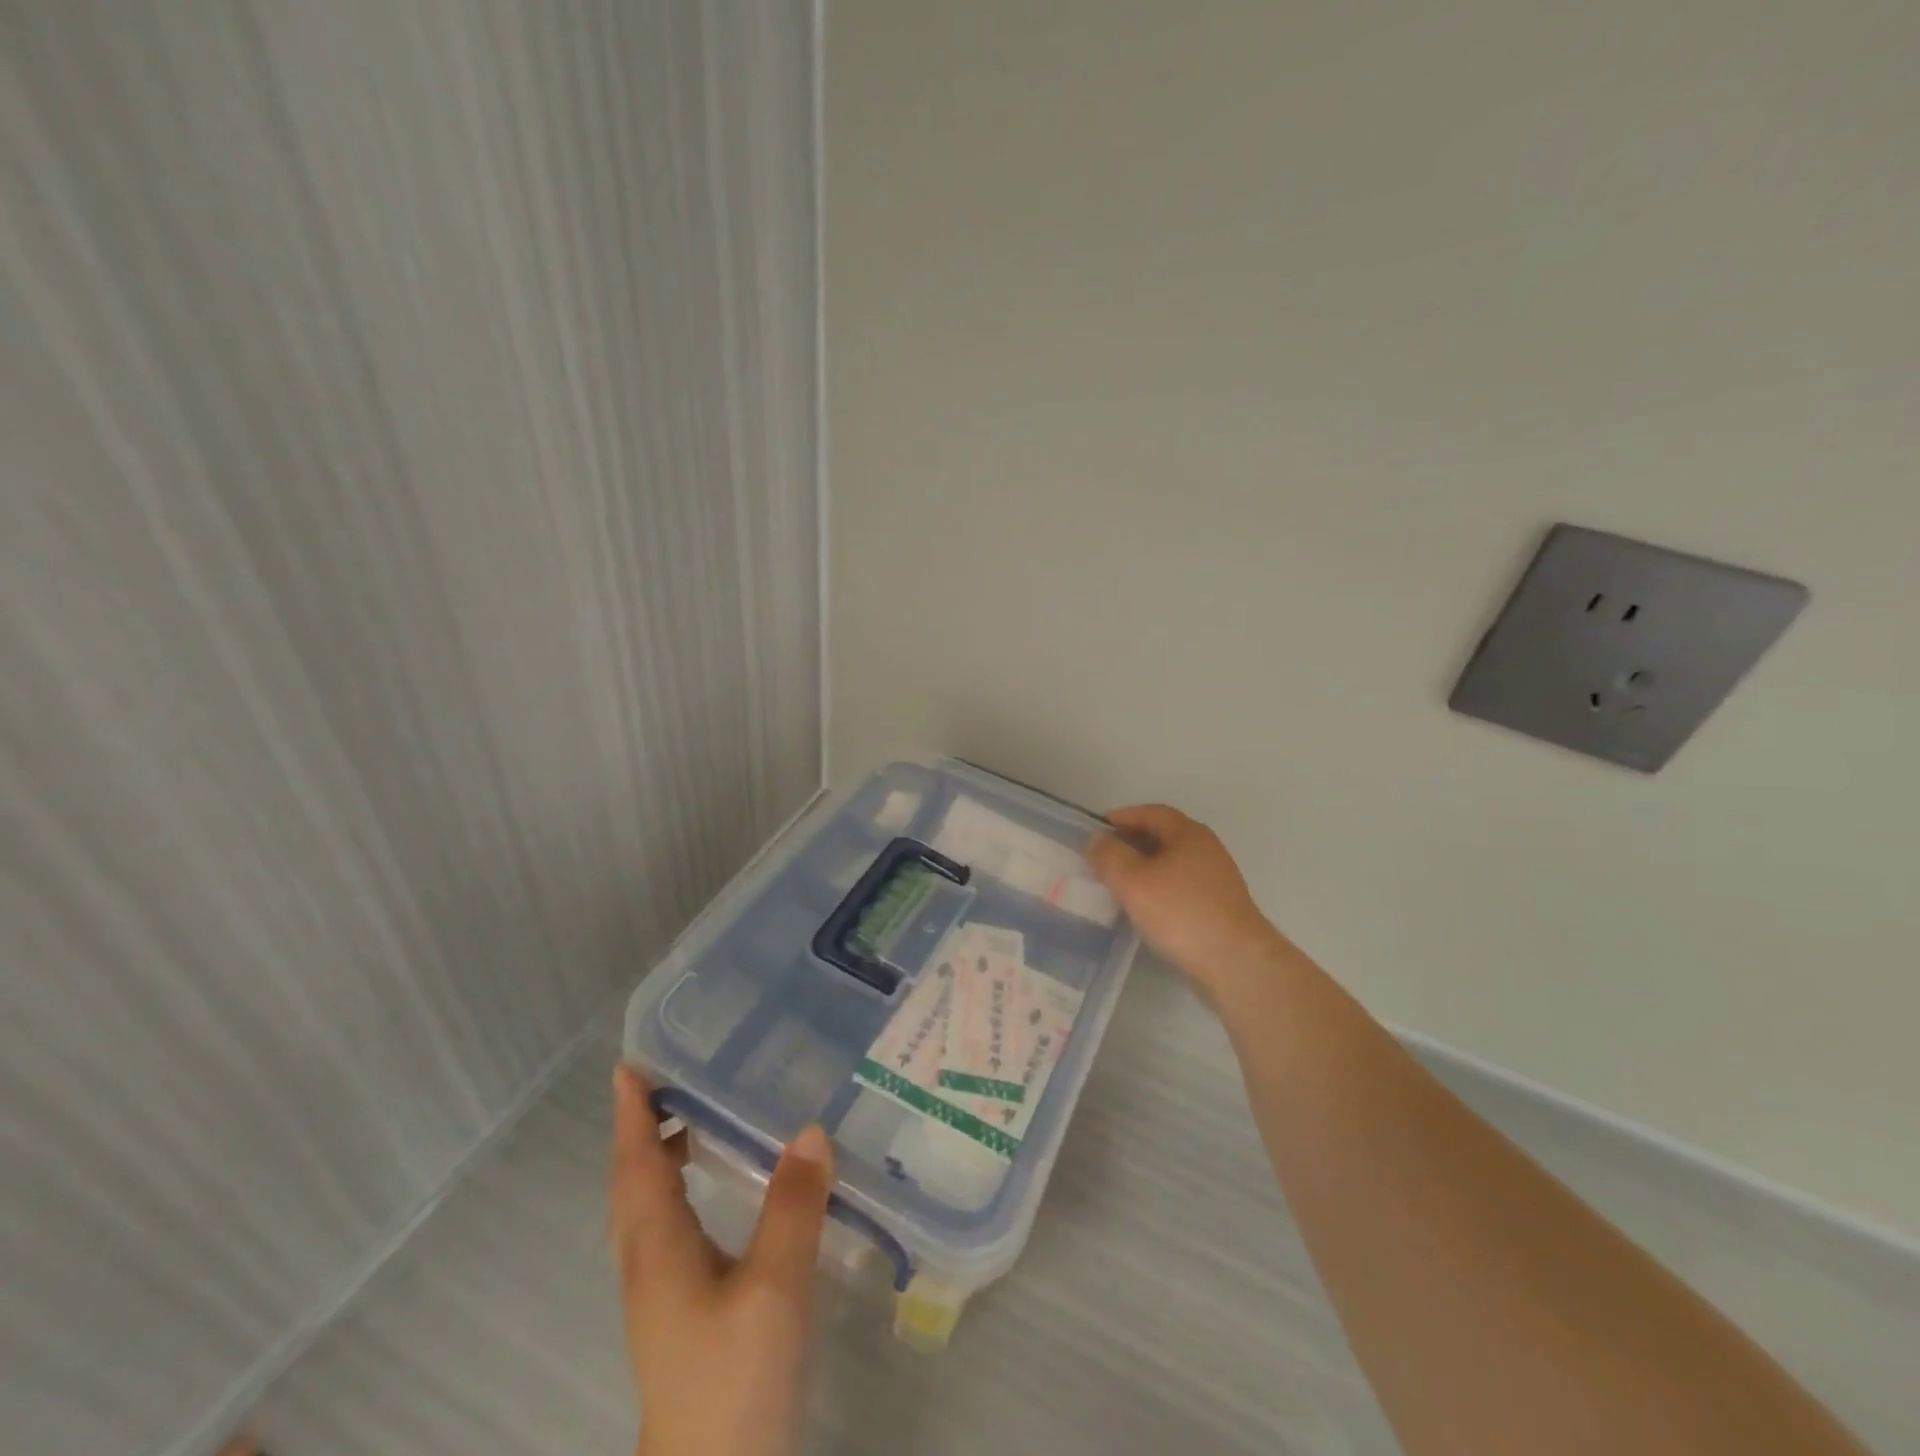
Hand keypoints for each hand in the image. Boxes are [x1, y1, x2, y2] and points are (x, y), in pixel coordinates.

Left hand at [609, 1066, 832, 1455]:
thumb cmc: (736, 1381)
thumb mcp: (776, 1288)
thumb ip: (793, 1207)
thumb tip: (810, 1129)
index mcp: (657, 1249)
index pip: (636, 1165)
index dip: (631, 1115)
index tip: (627, 1066)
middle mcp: (648, 1265)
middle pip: (632, 1185)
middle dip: (642, 1130)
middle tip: (671, 1081)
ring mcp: (661, 1296)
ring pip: (647, 1210)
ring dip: (658, 1160)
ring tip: (693, 1121)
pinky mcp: (681, 1315)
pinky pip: (668, 1230)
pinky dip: (678, 1192)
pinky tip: (715, 1193)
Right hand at [1087, 804, 1294, 1001]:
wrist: (1236, 963)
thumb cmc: (1181, 913)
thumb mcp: (1133, 881)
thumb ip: (1110, 856)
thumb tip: (1098, 839)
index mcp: (1188, 834)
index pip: (1151, 813)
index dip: (1122, 816)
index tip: (1097, 829)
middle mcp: (1207, 850)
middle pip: (1164, 836)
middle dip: (1132, 841)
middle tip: (1104, 856)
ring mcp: (1216, 879)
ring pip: (1172, 862)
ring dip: (1145, 867)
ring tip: (1119, 882)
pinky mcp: (1219, 907)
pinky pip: (1181, 886)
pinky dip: (1159, 887)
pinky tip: (1146, 907)